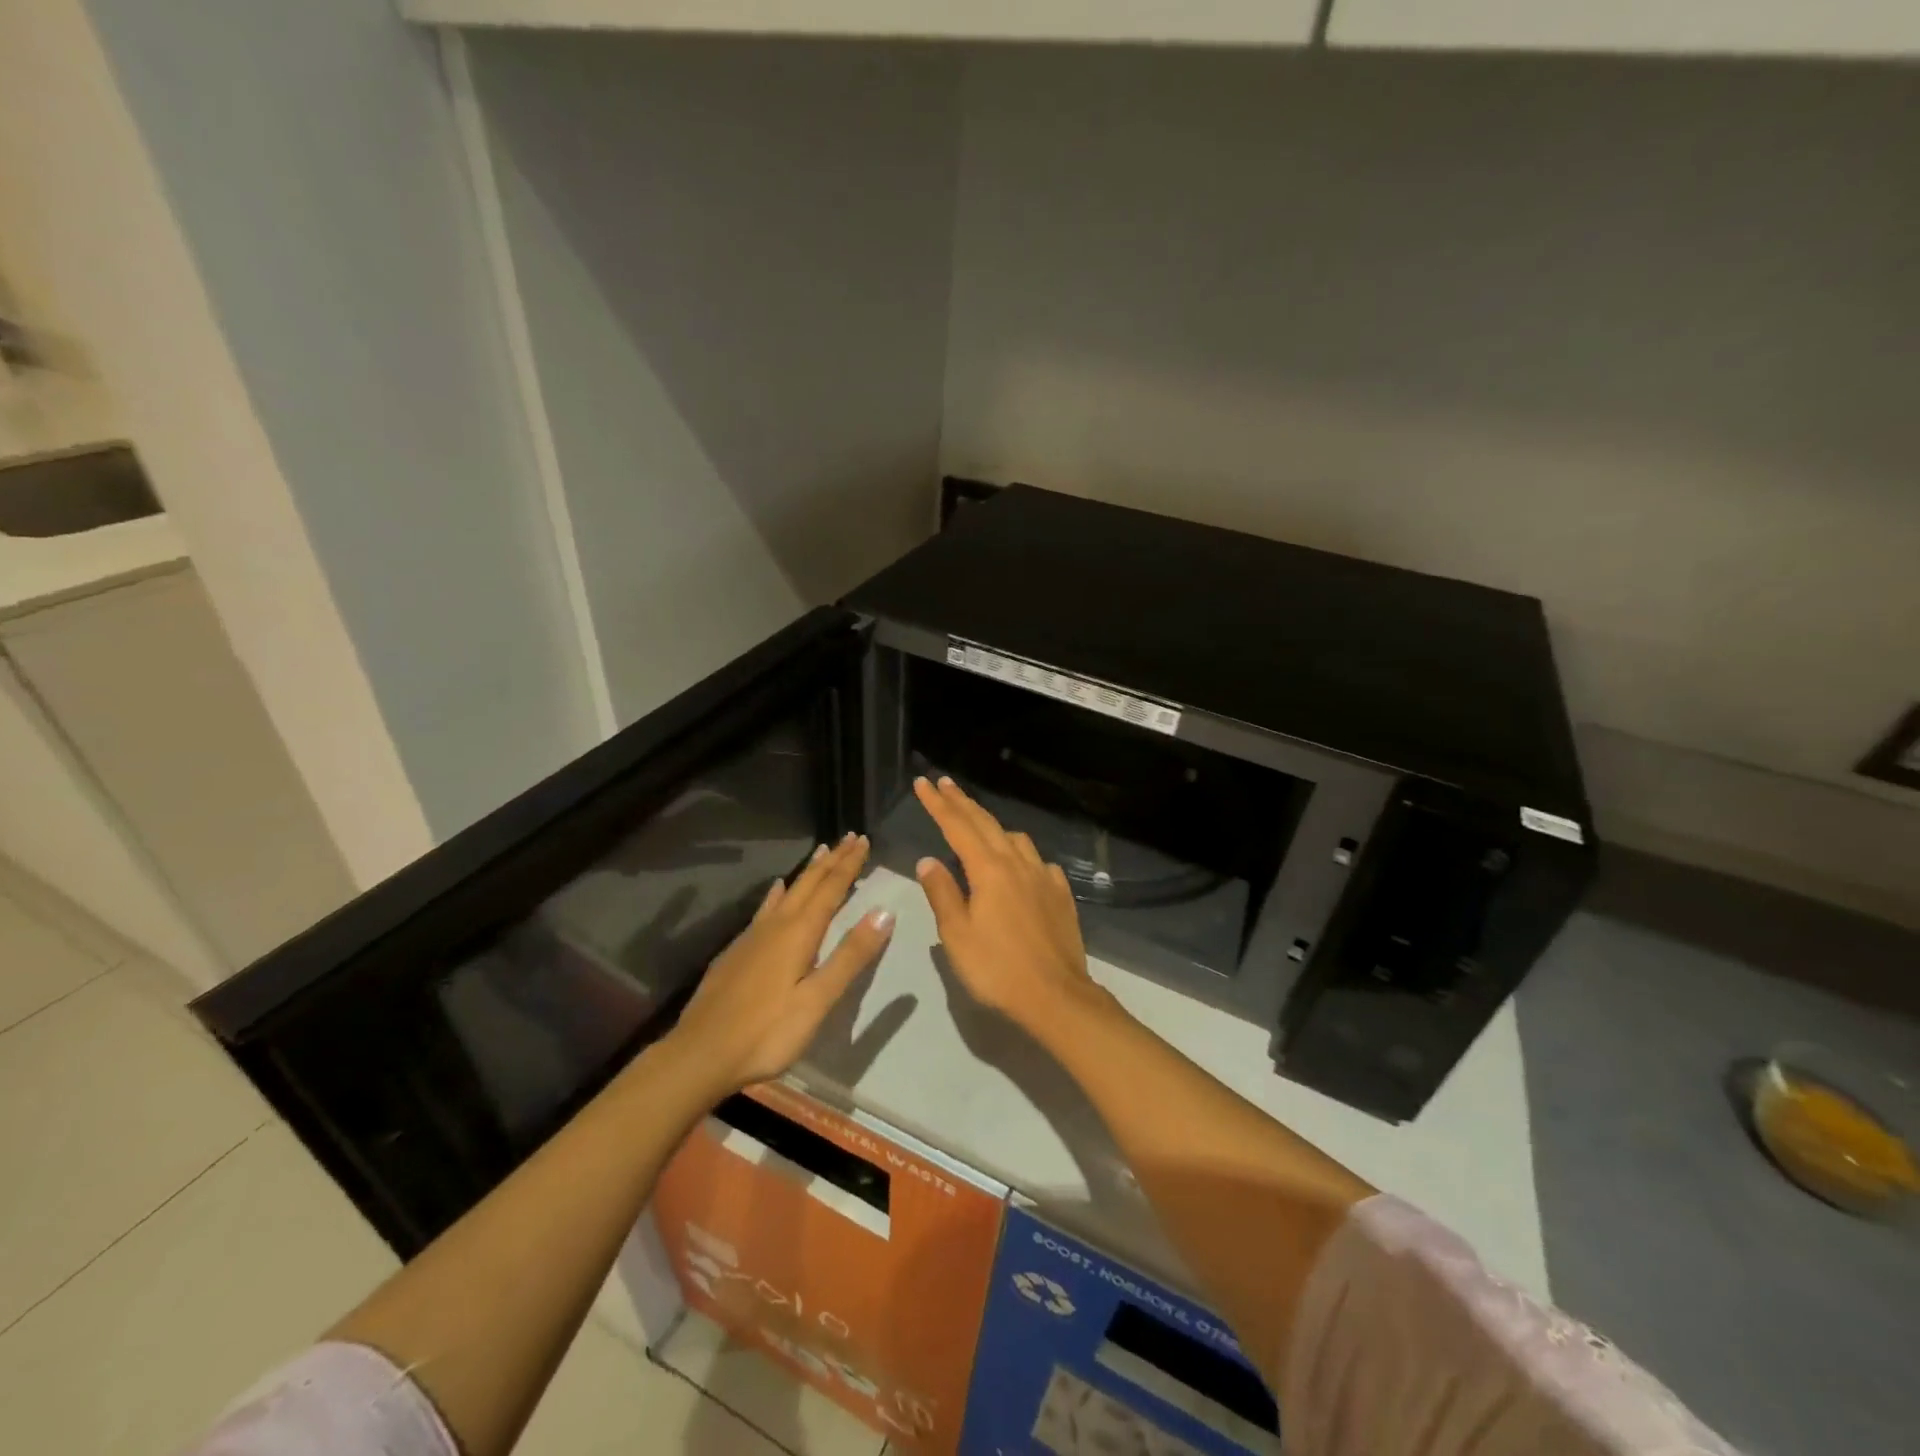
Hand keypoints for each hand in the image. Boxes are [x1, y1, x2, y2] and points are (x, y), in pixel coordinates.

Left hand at [668, 834, 893, 1093]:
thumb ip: (850, 955)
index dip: (849, 864)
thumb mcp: (817, 1000)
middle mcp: (776, 925)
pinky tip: (776, 890)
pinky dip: (778, 893)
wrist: (700, 1054)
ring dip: (808, 871)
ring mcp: (753, 937)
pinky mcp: (737, 951)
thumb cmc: (766, 1032)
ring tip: (820, 851)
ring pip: (787, 892)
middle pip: (809, 884)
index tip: (864, 839)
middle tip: (850, 836)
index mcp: (799, 933)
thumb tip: (883, 911)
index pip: (831, 889)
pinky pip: (766, 908)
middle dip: (832, 860)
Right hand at [912, 777, 1105, 1031]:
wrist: (1057, 996)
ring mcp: (1044, 876)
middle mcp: (1018, 863)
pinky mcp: (1061, 894)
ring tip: (978, 825)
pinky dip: (1022, 854)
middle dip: (963, 802)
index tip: (924, 782)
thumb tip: (929, 860)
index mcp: (989, 870)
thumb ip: (942, 893)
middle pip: (986, 823)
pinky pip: (1038, 861)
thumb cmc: (997, 969)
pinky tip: (1020, 866)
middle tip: (944, 783)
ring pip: (1016, 838)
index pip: (958, 827)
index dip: (938, 804)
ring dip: (993, 825)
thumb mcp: (957, 935)